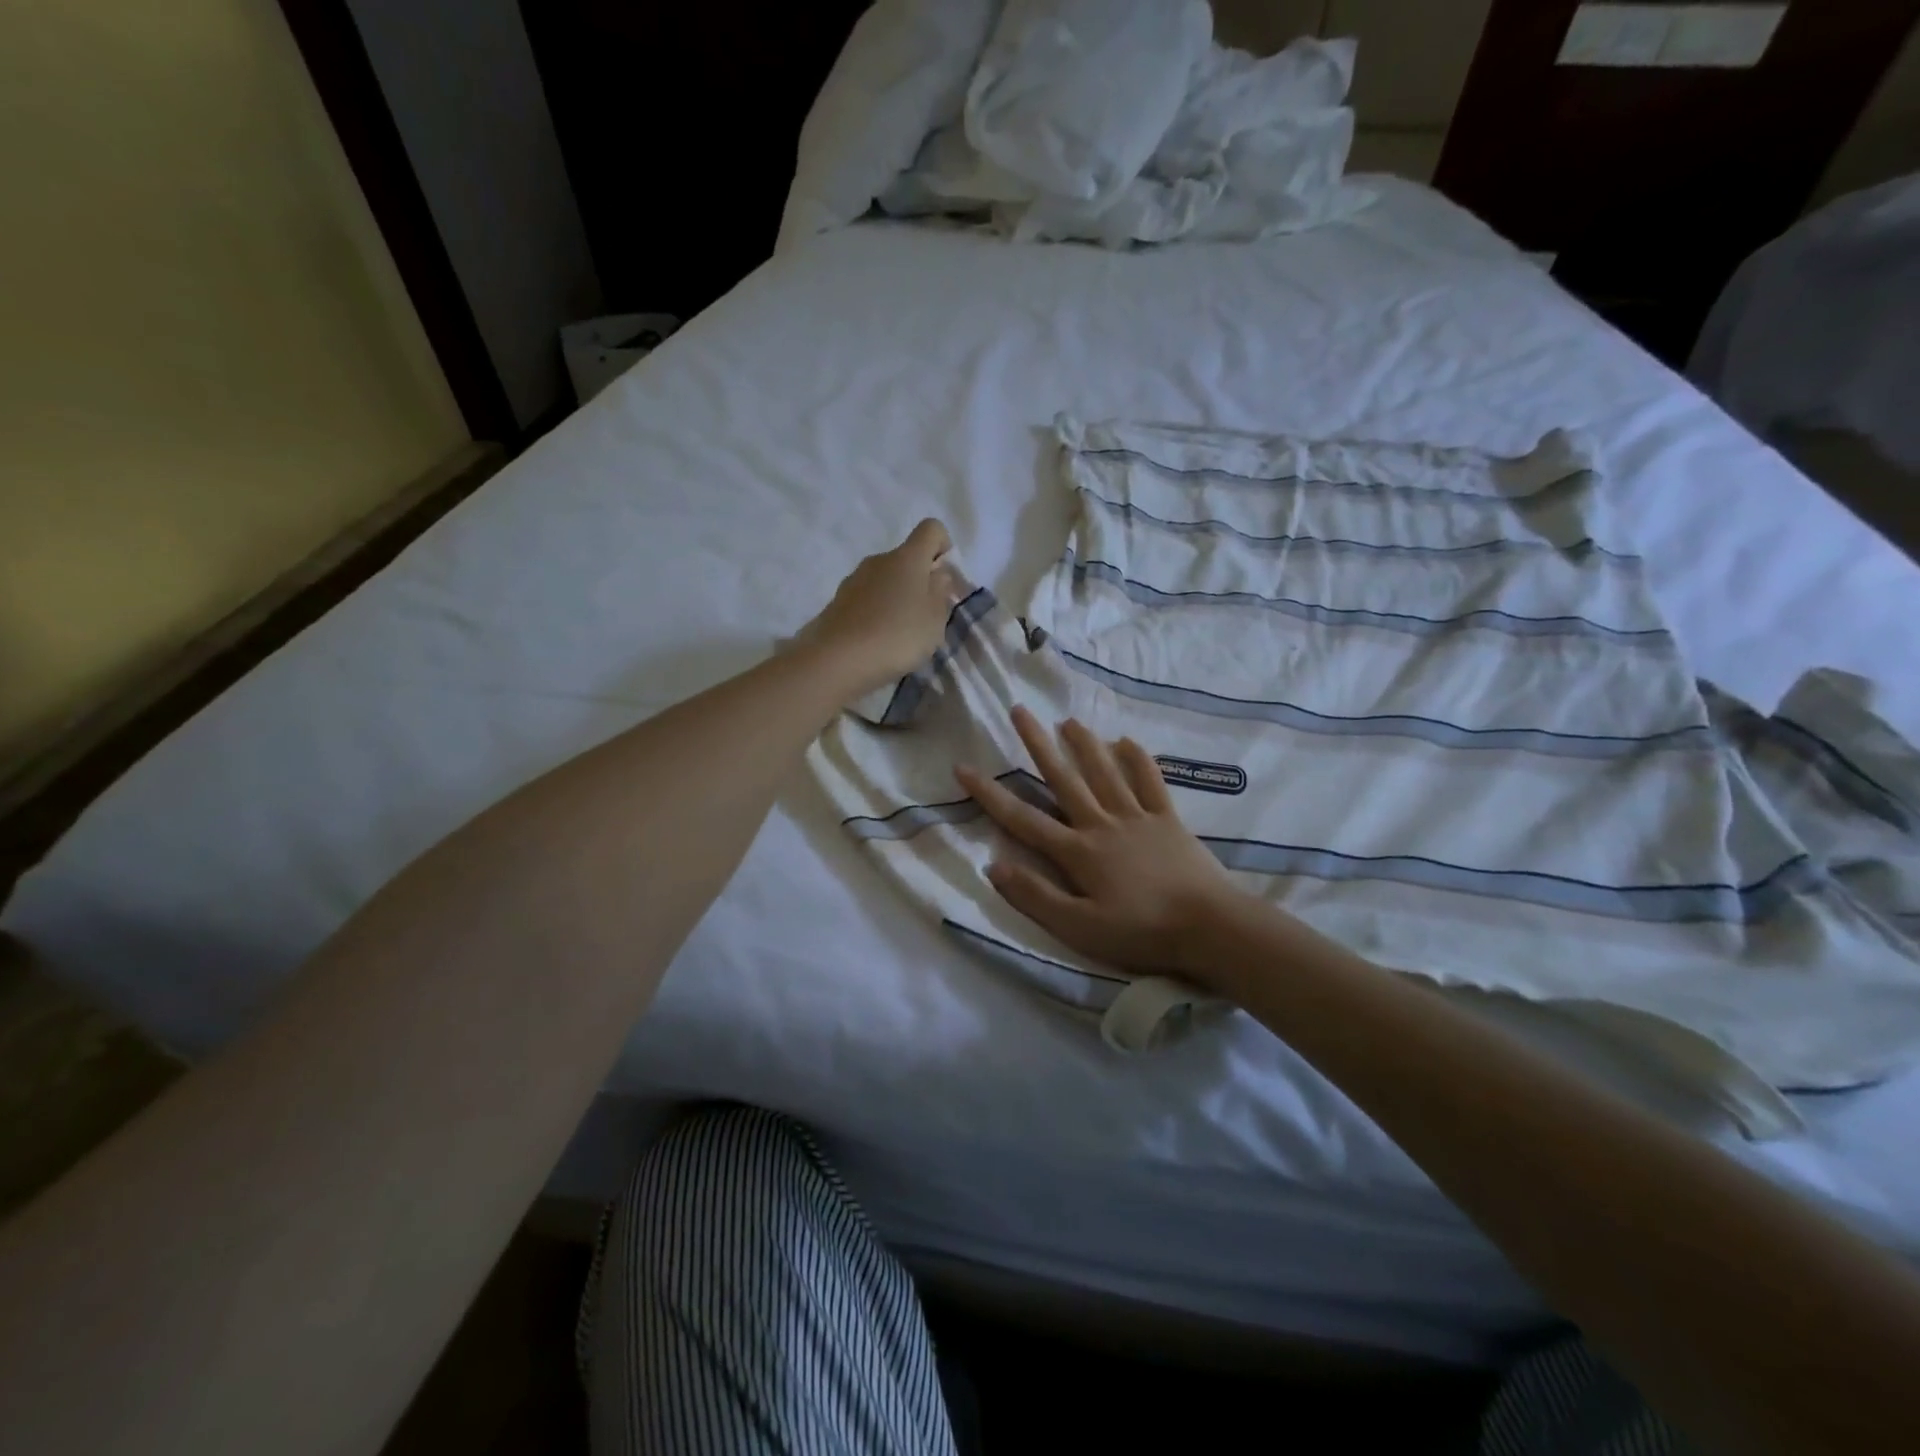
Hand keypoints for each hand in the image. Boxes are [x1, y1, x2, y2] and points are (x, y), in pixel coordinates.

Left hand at [800, 519, 961, 701]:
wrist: (836, 660)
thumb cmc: (897, 635)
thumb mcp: (935, 618)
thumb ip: (940, 591)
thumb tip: (937, 573)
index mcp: (907, 557)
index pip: (932, 529)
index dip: (944, 547)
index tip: (945, 579)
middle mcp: (878, 560)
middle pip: (906, 559)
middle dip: (920, 581)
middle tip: (926, 617)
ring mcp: (853, 580)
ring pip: (885, 581)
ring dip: (897, 599)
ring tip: (900, 635)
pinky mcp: (837, 603)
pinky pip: (866, 601)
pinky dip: (876, 614)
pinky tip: (877, 642)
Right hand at [955, 706, 1253, 982]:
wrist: (1209, 927)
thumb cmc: (1141, 932)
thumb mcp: (1079, 928)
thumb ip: (1035, 896)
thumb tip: (993, 865)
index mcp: (1077, 852)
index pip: (1022, 818)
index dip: (989, 793)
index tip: (963, 767)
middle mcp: (1101, 824)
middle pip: (1063, 778)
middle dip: (1037, 744)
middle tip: (1019, 710)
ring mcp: (1137, 817)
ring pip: (1104, 772)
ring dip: (1084, 744)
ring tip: (1067, 720)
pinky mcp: (1168, 820)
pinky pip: (1149, 782)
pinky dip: (1137, 760)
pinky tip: (1126, 741)